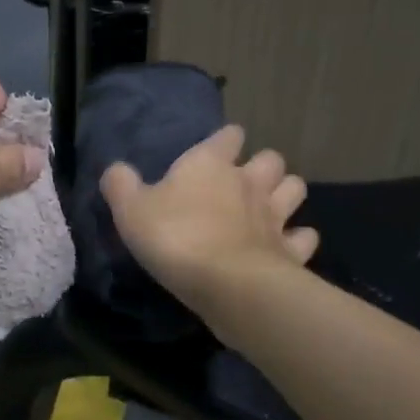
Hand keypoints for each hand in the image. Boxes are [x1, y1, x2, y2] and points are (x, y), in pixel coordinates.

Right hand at [100, 125, 317, 320]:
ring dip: (286, 194)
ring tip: (271, 208)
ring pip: (295, 189)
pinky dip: (298, 239)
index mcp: (210, 164)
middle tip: (247, 181)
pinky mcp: (290, 250)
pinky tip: (285, 246)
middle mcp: (249, 182)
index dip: (226, 139)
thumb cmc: (175, 237)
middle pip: (271, 159)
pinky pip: (304, 238)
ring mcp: (275, 216)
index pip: (228, 136)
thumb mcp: (131, 210)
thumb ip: (121, 185)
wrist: (226, 283)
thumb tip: (115, 169)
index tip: (220, 148)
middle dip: (263, 166)